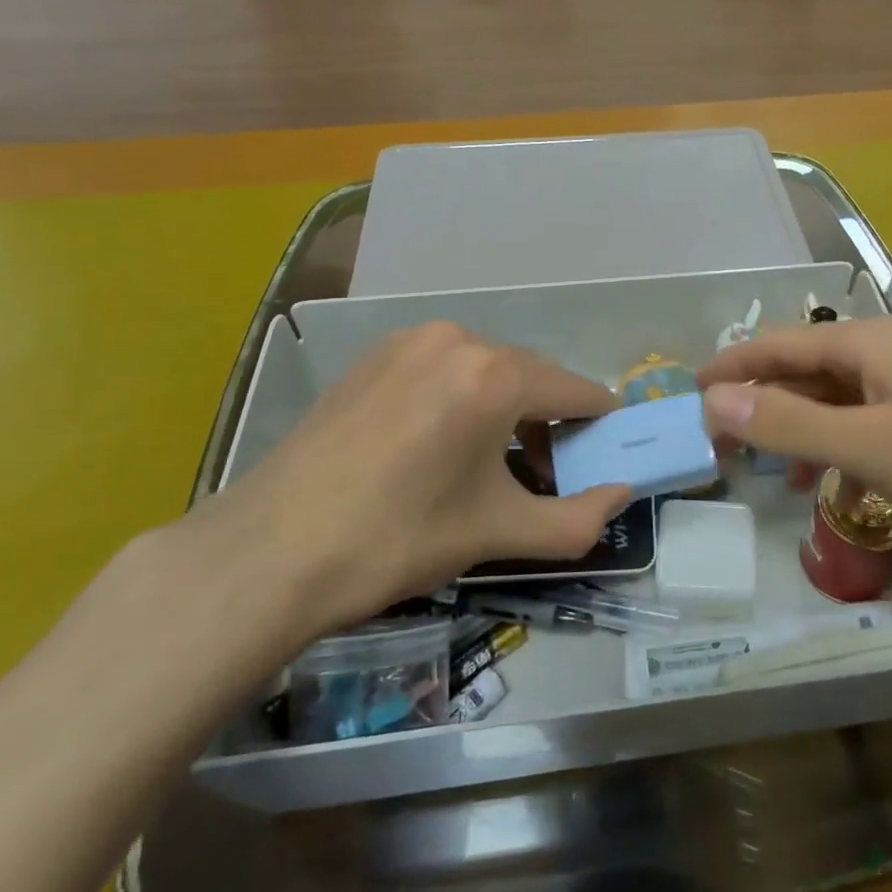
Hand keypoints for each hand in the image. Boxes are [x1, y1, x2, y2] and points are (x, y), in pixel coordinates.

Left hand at [202, 322, 629, 637]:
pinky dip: (462, 396)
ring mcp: (411, 341)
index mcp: (496, 376)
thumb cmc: (396, 539)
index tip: (606, 449)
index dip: (599, 421)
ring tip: (490, 462)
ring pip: (486, 369)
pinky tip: (439, 442)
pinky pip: (443, 367)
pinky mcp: (376, 354)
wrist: (268, 551)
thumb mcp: (495, 533)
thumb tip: (622, 495)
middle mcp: (459, 340)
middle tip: (545, 473)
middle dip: (549, 420)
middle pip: (531, 376)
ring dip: (505, 406)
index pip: (575, 390)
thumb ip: (575, 519)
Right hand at [698, 316, 891, 559]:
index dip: (732, 367)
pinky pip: (863, 424)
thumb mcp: (869, 447)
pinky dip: (838, 449)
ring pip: (833, 400)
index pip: (779, 345)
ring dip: (797, 428)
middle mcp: (883, 352)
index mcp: (865, 343)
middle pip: (803, 370)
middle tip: (719, 440)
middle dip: (761, 403)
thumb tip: (715, 401)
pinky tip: (833, 489)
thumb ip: (790, 424)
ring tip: (763, 467)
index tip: (689, 390)